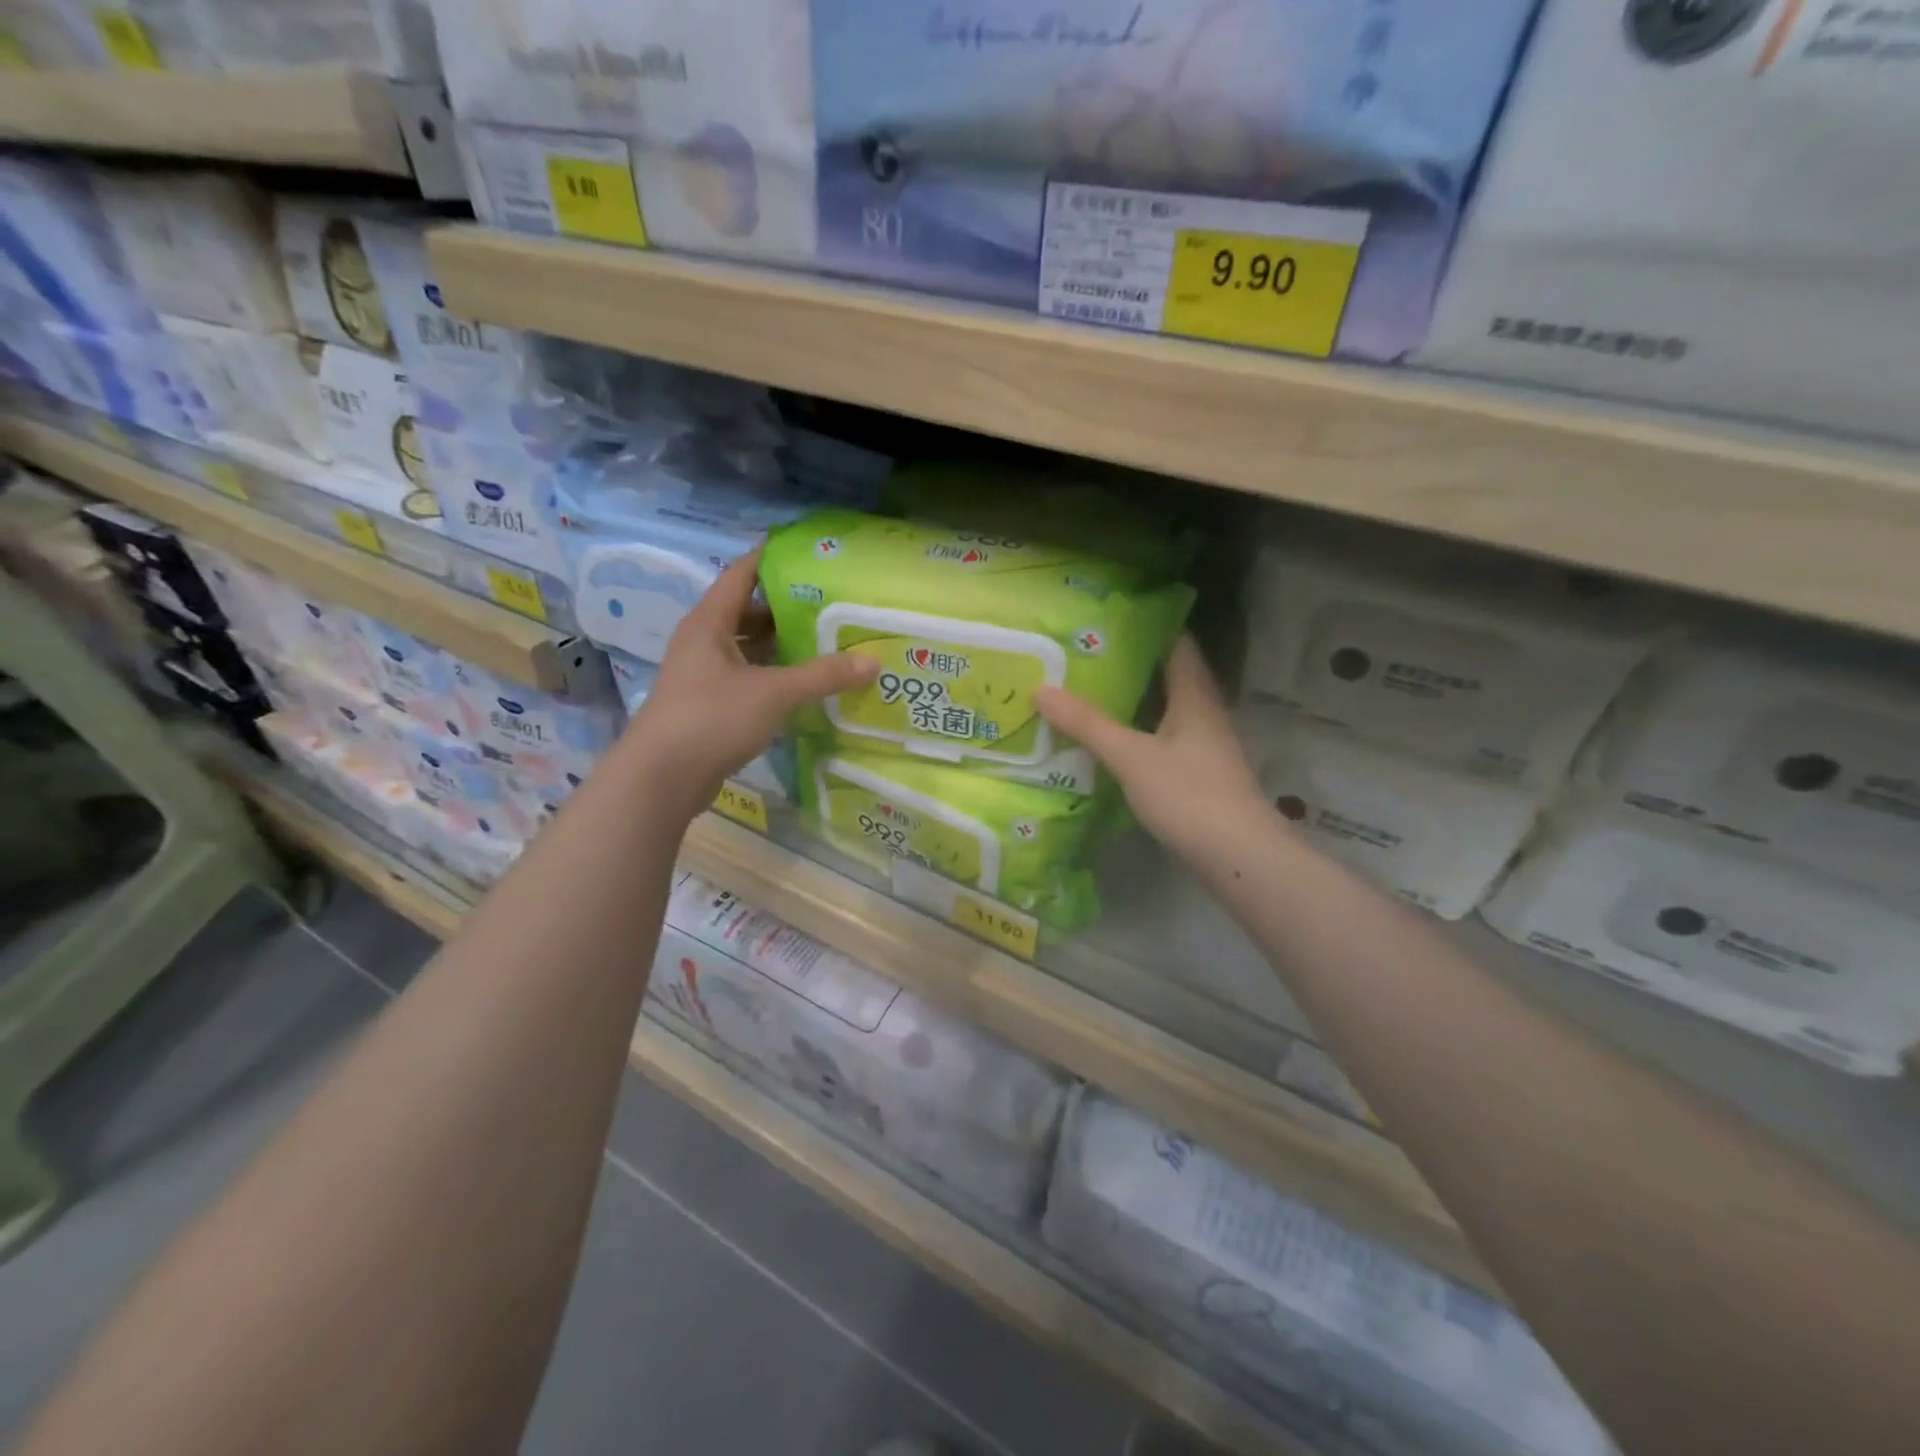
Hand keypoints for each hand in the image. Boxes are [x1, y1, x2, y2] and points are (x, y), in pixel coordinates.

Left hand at [625, 548, 876, 815]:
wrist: (662, 778)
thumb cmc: (712, 719)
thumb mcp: (774, 693)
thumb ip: (824, 675)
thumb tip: (873, 661)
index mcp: (710, 622)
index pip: (741, 574)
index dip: (771, 558)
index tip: (808, 550)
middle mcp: (704, 641)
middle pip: (748, 610)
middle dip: (787, 606)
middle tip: (831, 601)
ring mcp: (705, 674)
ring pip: (749, 647)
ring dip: (782, 643)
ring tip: (827, 639)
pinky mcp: (710, 704)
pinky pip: (749, 676)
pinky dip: (775, 675)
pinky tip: (805, 682)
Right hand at [1034, 636, 1267, 861]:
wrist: (1237, 855)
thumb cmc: (1188, 794)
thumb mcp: (1130, 756)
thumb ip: (1087, 724)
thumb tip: (1041, 688)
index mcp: (1195, 696)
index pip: (1177, 643)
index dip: (1147, 627)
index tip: (1109, 618)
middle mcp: (1205, 712)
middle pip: (1171, 674)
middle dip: (1133, 662)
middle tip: (1087, 653)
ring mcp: (1206, 744)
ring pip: (1168, 707)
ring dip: (1136, 698)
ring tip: (1092, 689)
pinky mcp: (1200, 772)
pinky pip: (1166, 736)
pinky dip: (1141, 729)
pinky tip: (1115, 738)